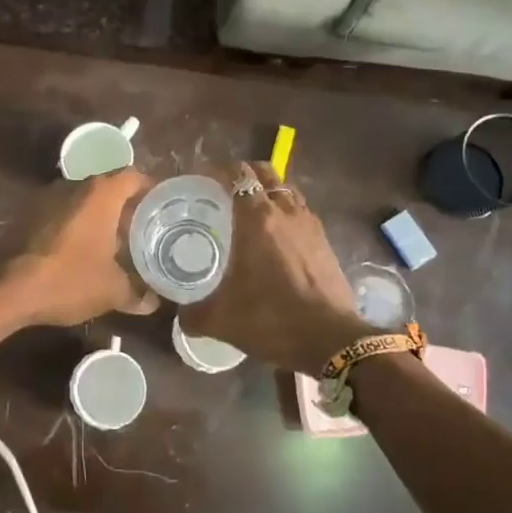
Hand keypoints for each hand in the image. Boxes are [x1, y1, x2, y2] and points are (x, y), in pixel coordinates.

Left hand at [0, 168, 160, 325]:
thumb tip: (153, 302)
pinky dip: (79, 225)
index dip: (150, 190)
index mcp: (100, 194)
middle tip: (143, 229)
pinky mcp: (31, 215)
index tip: (162, 208)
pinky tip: (85, 250)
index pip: (134, 177)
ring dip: (100, 217)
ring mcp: (49, 198)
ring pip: (85, 200)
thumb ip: (137, 293)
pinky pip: (65, 212)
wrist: (10, 290)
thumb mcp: (112, 291)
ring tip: (117, 242)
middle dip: (127, 207)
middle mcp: (75, 186)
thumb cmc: (70, 280)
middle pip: (109, 187)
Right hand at [180, 163, 375, 375]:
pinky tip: (276, 237)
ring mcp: (309, 224)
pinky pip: (301, 211)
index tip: (202, 181)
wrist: (331, 340)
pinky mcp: (325, 241)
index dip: (218, 171)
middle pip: (265, 172)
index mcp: (256, 219)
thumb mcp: (222, 320)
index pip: (238, 175)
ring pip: (286, 190)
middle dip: (244, 174)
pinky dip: (286, 212)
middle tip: (224, 192)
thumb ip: (193, 314)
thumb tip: (180, 315)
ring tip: (250, 211)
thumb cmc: (272, 320)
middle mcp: (284, 212)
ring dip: (268, 191)